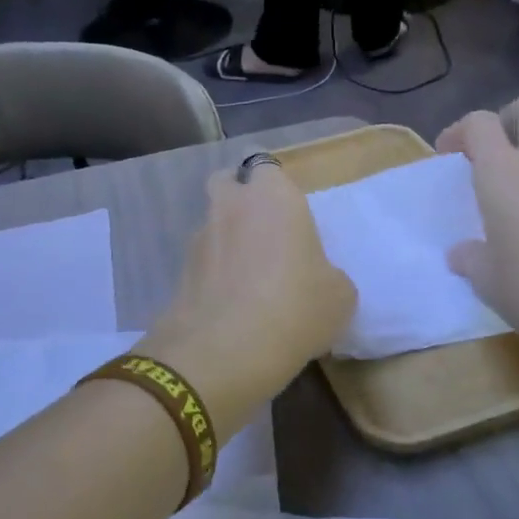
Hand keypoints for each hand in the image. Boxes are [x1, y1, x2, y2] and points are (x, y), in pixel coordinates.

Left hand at [138, 161, 354, 437]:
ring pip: (211, 224)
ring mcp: (199, 238)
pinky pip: (201, 262)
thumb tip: (314, 280)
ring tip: (247, 280)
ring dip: (225, 240)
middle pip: (226, 183)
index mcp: (273, 198)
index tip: (287, 214)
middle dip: (238, 199)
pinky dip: (212, 274)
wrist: (224, 351)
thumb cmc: (295, 308)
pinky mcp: (179, 272)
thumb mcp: (339, 296)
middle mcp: (230, 206)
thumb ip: (326, 275)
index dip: (273, 187)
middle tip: (263, 234)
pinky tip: (230, 305)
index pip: (265, 167)